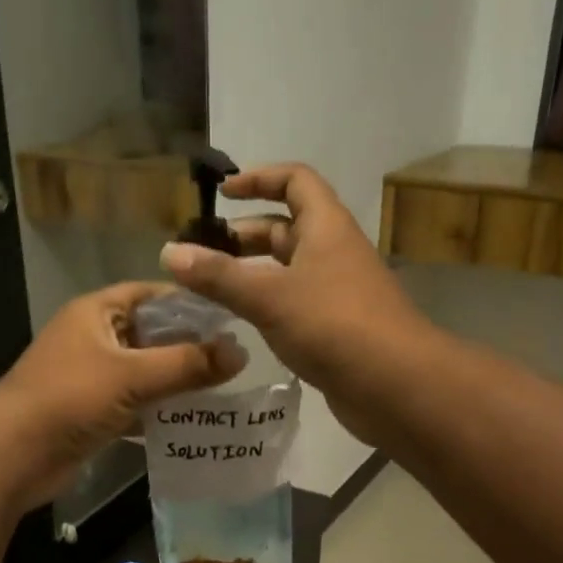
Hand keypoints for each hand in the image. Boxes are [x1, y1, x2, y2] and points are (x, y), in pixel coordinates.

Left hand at [0, 282, 242, 511]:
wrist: (13, 455)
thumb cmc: (69, 398)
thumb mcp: (132, 375)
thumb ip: (187, 364)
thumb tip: (241, 353)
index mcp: (96, 313)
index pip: (151, 294)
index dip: (188, 302)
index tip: (229, 316)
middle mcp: (93, 338)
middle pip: (150, 335)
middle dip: (188, 347)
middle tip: (233, 358)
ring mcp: (90, 377)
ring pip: (144, 373)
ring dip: (176, 382)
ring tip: (223, 390)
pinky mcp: (91, 412)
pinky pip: (133, 404)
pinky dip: (158, 411)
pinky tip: (191, 422)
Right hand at [159, 163, 432, 441]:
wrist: (394, 385)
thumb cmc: (333, 325)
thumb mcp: (269, 296)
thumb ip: (218, 276)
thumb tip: (168, 252)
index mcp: (326, 227)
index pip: (295, 180)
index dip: (259, 178)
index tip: (223, 194)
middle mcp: (333, 252)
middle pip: (287, 228)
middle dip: (245, 235)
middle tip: (203, 253)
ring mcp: (337, 292)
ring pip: (288, 270)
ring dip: (252, 274)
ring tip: (211, 290)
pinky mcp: (335, 328)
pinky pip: (294, 304)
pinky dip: (267, 305)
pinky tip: (240, 324)